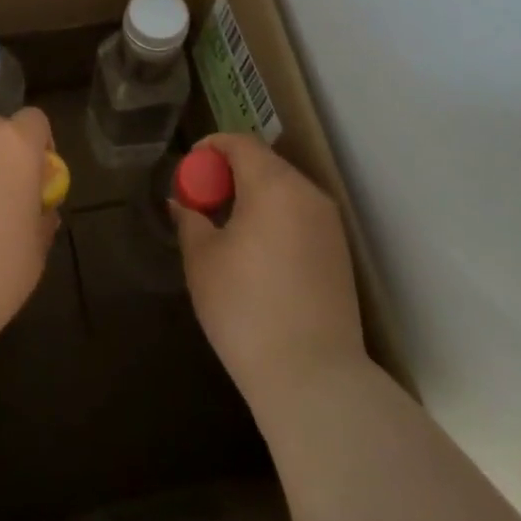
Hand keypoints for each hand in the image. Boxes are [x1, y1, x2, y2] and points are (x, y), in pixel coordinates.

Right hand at [172, 133, 366, 403]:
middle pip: (265, 164)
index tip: (189, 170)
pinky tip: (256, 251)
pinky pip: (300, 215)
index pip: (240, 143)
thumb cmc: (245, 309)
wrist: (314, 377)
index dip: (211, 148)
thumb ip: (190, 221)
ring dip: (253, 195)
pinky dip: (274, 217)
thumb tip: (182, 204)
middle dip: (231, 172)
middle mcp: (307, 194)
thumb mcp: (202, 260)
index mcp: (273, 185)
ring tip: (226, 226)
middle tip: (203, 199)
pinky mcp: (339, 253)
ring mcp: (328, 224)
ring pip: (284, 190)